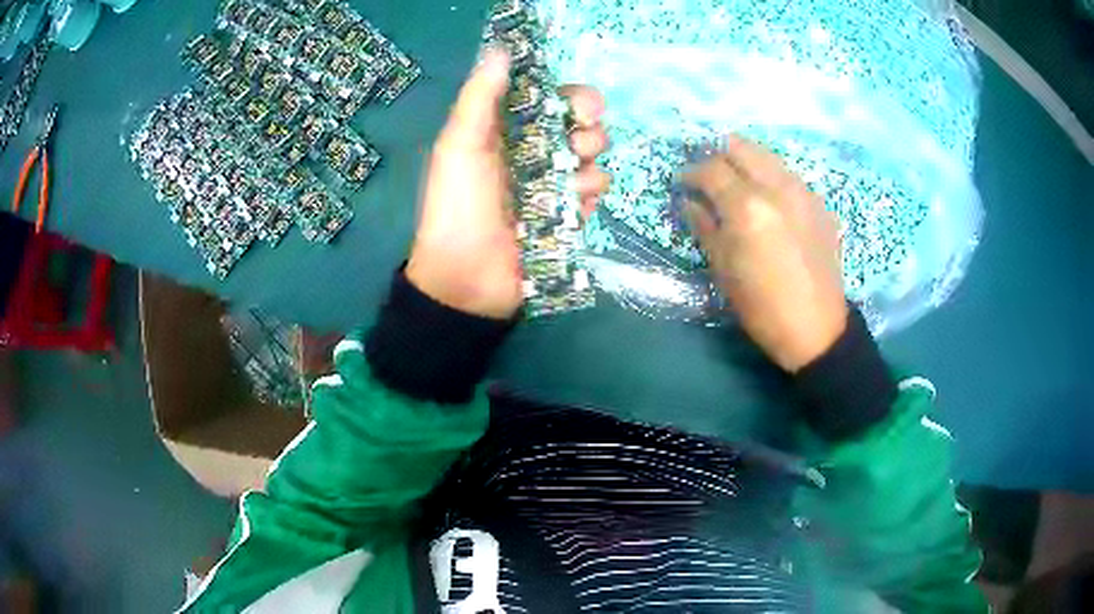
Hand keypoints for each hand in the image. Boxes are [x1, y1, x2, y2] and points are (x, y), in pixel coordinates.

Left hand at [407, 50, 610, 319]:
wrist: (466, 277)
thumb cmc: (457, 206)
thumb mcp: (458, 146)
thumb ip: (480, 98)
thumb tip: (502, 49)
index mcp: (509, 131)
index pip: (554, 99)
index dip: (574, 98)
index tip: (581, 107)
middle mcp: (536, 152)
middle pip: (583, 126)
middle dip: (588, 131)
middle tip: (575, 146)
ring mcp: (556, 184)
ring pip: (595, 159)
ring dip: (587, 167)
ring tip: (566, 186)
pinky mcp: (570, 215)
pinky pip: (597, 193)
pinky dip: (588, 196)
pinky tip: (570, 208)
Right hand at [683, 136, 847, 371]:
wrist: (817, 328)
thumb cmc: (762, 306)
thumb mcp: (724, 269)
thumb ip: (704, 226)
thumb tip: (689, 202)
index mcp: (747, 206)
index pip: (710, 169)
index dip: (690, 173)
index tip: (682, 183)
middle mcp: (776, 187)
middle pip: (740, 148)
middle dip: (718, 155)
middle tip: (709, 175)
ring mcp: (802, 191)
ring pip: (767, 156)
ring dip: (746, 161)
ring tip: (736, 181)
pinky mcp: (819, 203)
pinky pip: (788, 175)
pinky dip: (770, 176)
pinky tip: (767, 198)